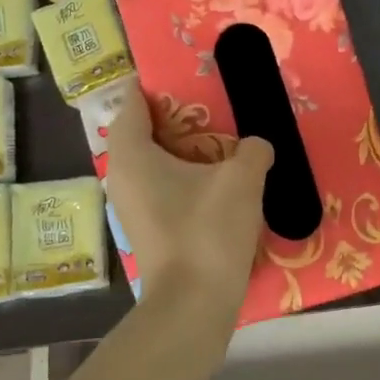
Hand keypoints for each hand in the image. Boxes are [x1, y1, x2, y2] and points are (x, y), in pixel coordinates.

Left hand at [102, 83, 273, 321]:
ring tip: (221, 142)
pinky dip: (184, 178)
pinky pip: (162, 188)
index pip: (132, 103)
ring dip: (184, 151)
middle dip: (176, 117)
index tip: (184, 74)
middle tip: (213, 105)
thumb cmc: (208, 231)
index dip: (154, 84)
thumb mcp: (242, 179)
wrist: (194, 305)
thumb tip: (257, 146)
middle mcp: (122, 177)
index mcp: (132, 154)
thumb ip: (253, 150)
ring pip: (154, 163)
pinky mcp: (148, 230)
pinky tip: (218, 182)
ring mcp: (132, 207)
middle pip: (143, 132)